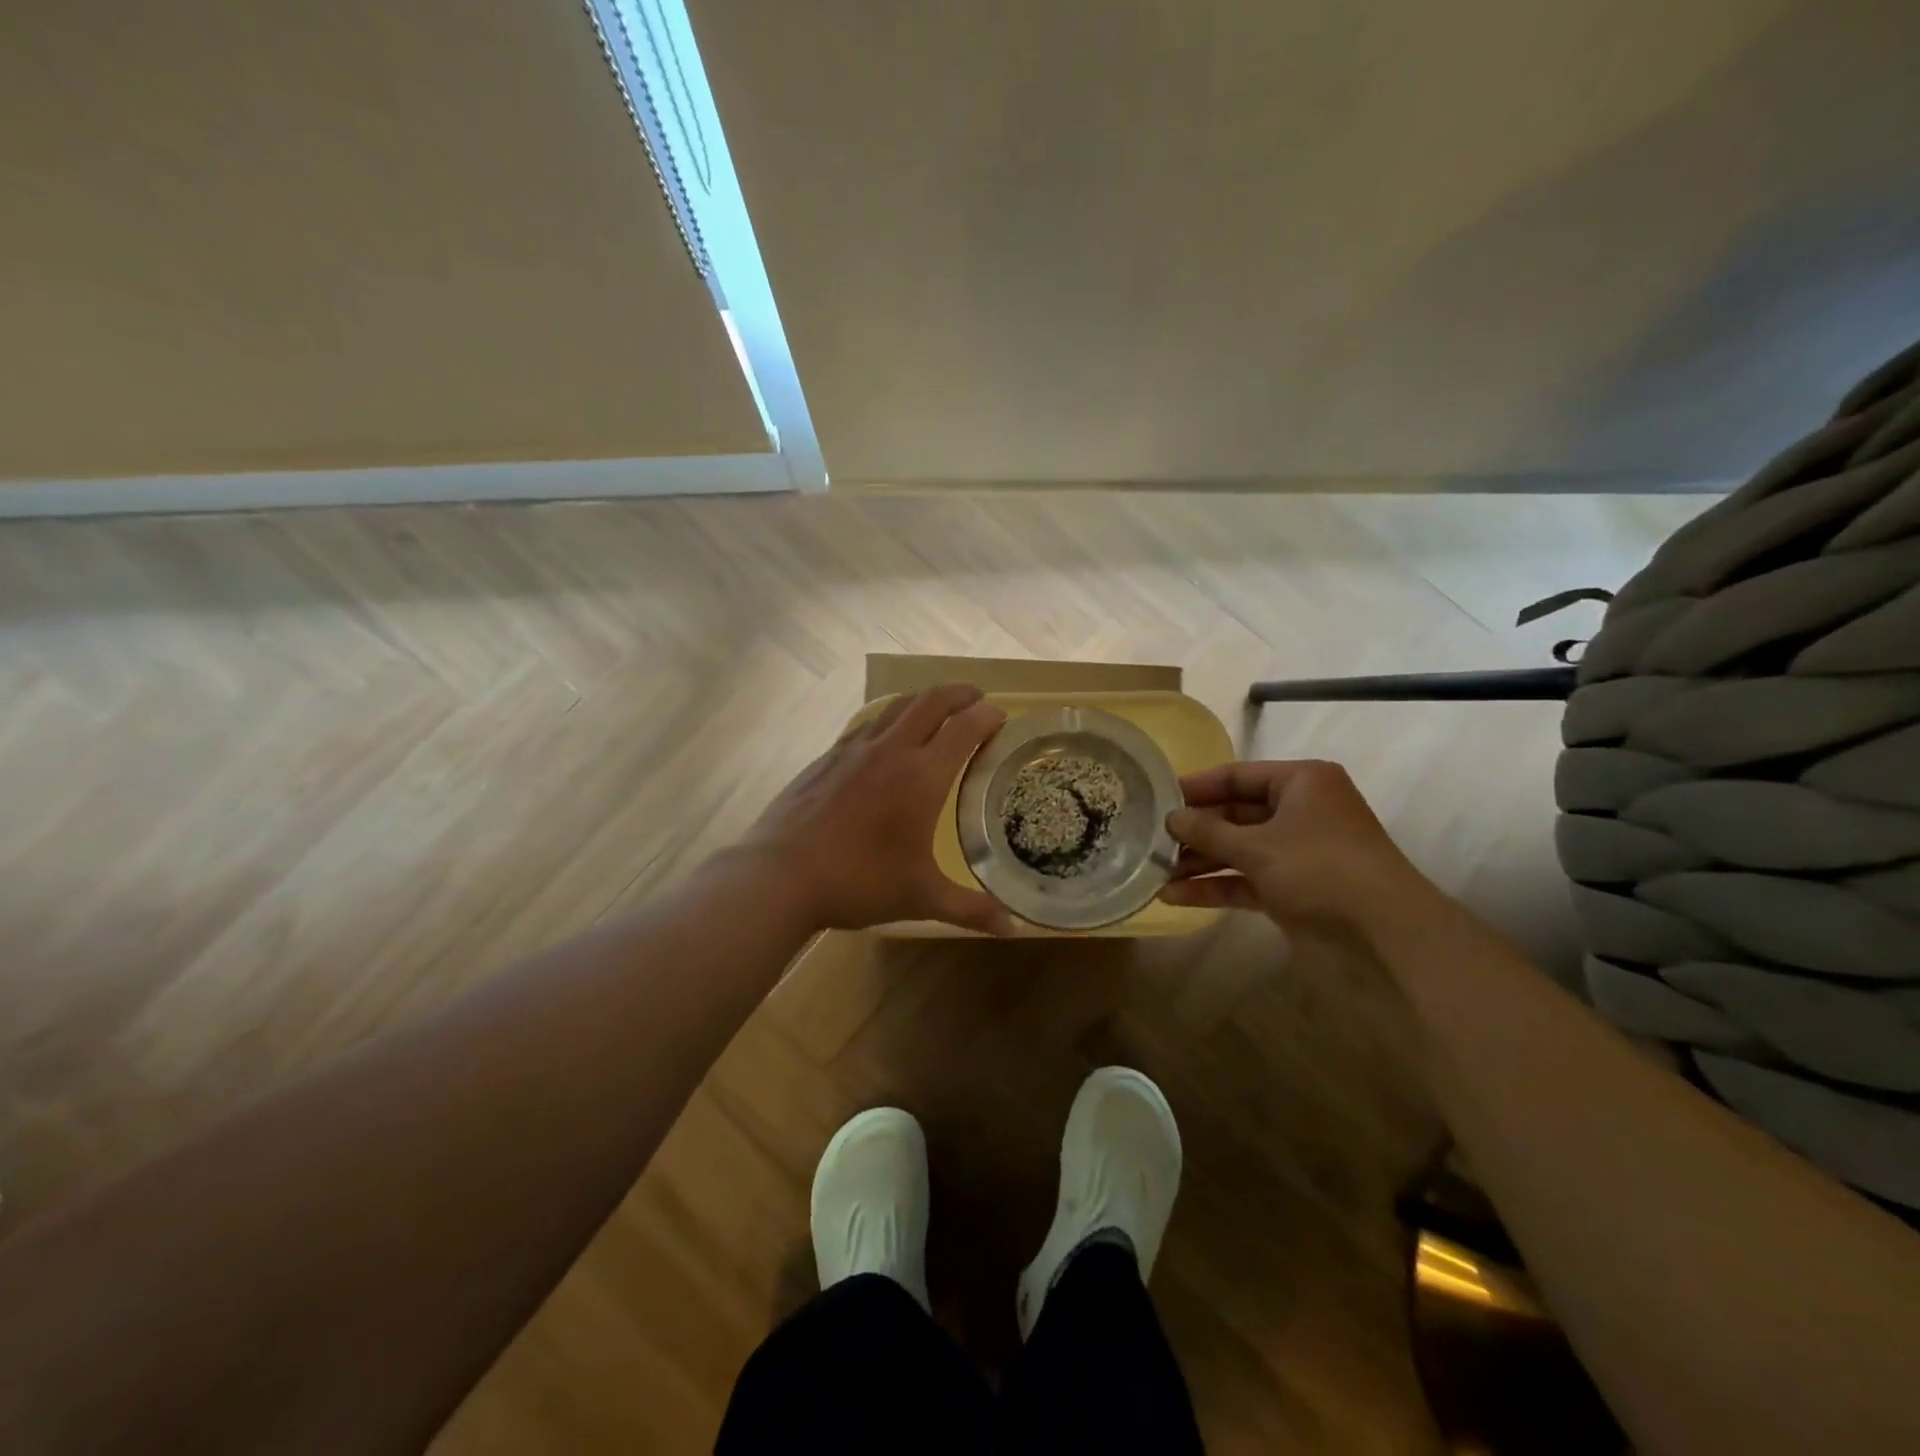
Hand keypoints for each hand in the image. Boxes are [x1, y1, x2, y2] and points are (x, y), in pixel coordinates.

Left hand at [739, 684, 1015, 935]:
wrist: (780, 874)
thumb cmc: (859, 882)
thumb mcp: (921, 898)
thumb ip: (970, 909)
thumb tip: (1013, 929)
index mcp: (923, 776)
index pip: (964, 728)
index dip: (987, 716)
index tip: (1001, 716)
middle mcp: (892, 750)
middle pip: (931, 702)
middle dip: (959, 693)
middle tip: (976, 698)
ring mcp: (855, 749)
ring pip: (897, 706)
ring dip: (924, 699)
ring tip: (937, 708)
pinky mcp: (827, 756)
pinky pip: (868, 724)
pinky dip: (889, 718)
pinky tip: (886, 737)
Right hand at [1160, 760, 1432, 930]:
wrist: (1386, 936)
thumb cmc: (1320, 869)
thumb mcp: (1257, 846)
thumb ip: (1208, 832)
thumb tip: (1171, 819)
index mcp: (1301, 782)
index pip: (1237, 775)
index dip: (1196, 787)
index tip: (1157, 798)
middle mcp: (1300, 811)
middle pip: (1234, 814)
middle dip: (1194, 831)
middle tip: (1151, 840)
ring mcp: (1297, 853)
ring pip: (1238, 850)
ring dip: (1199, 863)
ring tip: (1155, 872)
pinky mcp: (1293, 889)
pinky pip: (1246, 880)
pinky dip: (1216, 887)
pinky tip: (1176, 896)